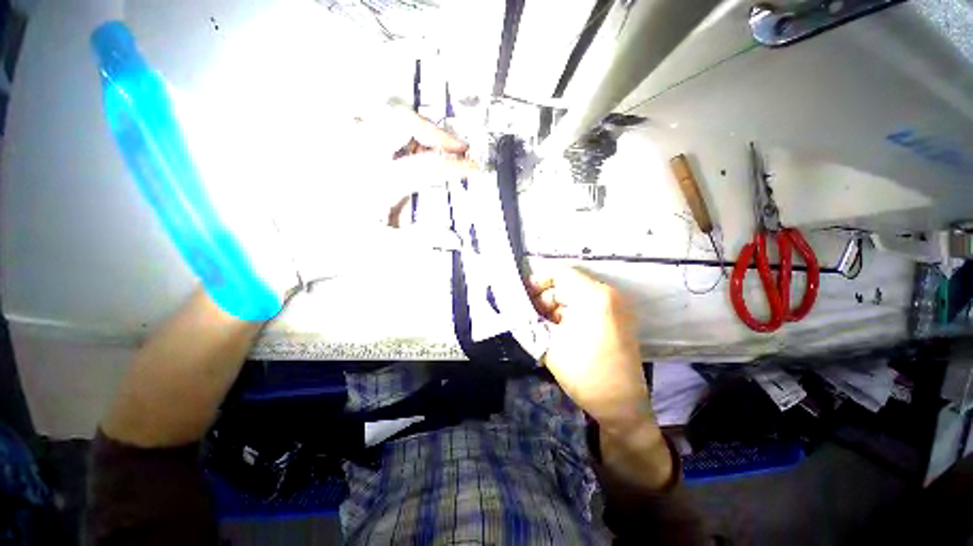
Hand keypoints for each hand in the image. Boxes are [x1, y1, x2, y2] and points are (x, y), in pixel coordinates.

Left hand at [273, 101, 478, 284]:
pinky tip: (386, 142)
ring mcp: (332, 142)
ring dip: (406, 124)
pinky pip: (350, 115)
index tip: (474, 166)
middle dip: (434, 131)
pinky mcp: (317, 141)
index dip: (456, 165)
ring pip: (374, 109)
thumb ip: (423, 241)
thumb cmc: (330, 251)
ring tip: (422, 143)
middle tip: (452, 148)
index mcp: (374, 183)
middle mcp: (353, 152)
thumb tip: (455, 240)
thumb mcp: (383, 251)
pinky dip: (377, 123)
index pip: (427, 166)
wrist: (276, 247)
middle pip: (400, 118)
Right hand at [527, 266, 653, 432]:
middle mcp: (607, 294)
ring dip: (554, 308)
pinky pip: (585, 306)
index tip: (522, 297)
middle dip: (544, 297)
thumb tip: (515, 307)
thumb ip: (529, 321)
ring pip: (574, 296)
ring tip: (541, 327)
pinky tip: (556, 331)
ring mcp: (614, 306)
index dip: (536, 281)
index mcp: (593, 296)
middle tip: (529, 316)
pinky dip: (567, 314)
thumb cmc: (585, 374)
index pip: (558, 272)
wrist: (622, 407)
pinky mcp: (614, 318)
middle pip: (566, 283)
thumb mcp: (549, 344)